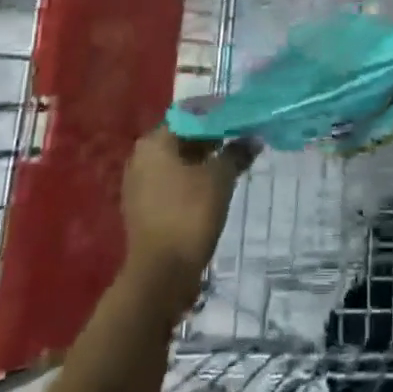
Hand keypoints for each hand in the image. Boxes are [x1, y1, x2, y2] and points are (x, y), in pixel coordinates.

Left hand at [122, 127, 255, 308]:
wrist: (161, 276)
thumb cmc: (189, 214)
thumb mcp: (220, 178)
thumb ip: (236, 152)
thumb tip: (253, 138)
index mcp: (154, 142)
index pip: (189, 115)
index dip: (217, 115)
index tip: (241, 118)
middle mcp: (141, 157)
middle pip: (182, 138)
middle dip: (212, 138)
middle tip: (242, 139)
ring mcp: (140, 185)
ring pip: (178, 162)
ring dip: (204, 160)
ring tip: (234, 162)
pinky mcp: (144, 208)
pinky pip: (173, 183)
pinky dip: (193, 180)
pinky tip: (216, 186)